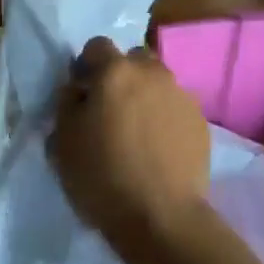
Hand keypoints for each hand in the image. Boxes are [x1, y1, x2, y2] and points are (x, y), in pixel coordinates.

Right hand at [49, 37, 211, 263]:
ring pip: (158, 83)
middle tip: (110, 110)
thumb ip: (67, 103)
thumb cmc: (102, 176)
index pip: (96, 46)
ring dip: (145, 96)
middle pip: (133, 59)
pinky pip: (176, 107)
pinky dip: (165, 118)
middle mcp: (152, 73)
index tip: (82, 94)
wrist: (162, 218)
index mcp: (115, 71)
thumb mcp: (63, 140)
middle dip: (121, 75)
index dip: (86, 67)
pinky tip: (158, 148)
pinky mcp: (201, 121)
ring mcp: (181, 96)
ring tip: (137, 132)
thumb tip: (78, 89)